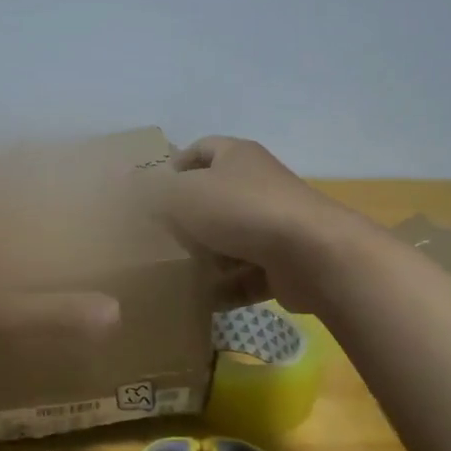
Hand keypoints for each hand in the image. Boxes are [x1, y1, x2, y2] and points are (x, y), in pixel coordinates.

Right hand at [148, 136, 359, 311]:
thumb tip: (138, 191)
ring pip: (230, 240)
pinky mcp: (285, 263)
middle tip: (156, 239)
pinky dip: (226, 288)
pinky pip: (247, 275)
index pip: (201, 150)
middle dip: (186, 220)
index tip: (150, 192)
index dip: (175, 165)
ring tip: (173, 275)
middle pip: (215, 199)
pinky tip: (201, 301)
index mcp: (236, 157)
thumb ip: (156, 193)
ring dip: (206, 258)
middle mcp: (258, 185)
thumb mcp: (183, 194)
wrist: (311, 254)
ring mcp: (275, 225)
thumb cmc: (241, 211)